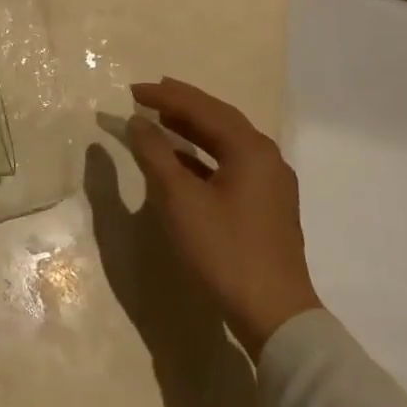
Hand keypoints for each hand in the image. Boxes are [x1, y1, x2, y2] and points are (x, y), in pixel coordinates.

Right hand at [126, 78, 322, 350]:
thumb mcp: (179, 199)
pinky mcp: (266, 206)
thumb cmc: (224, 250)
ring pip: (226, 141)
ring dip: (192, 128)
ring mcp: (270, 183)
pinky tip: (180, 161)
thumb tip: (137, 122)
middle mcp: (266, 158)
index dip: (165, 96)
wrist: (274, 316)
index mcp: (250, 149)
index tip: (132, 90)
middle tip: (149, 95)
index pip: (202, 108)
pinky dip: (202, 155)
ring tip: (160, 118)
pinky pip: (230, 163)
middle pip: (219, 118)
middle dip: (182, 104)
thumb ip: (155, 154)